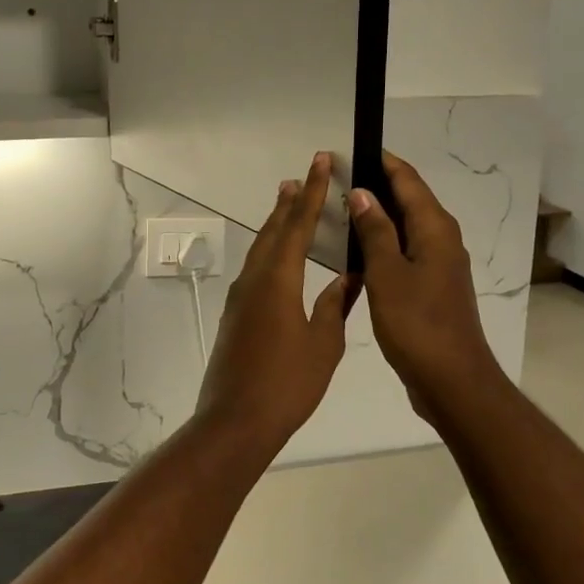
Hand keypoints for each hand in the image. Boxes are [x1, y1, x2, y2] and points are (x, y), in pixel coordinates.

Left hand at [196, 153, 352, 451]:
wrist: (236, 420)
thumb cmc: (287, 384)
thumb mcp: (324, 345)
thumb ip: (334, 306)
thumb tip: (348, 278)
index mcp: (279, 280)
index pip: (298, 225)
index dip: (312, 193)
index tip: (321, 163)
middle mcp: (255, 280)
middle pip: (274, 231)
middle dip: (290, 202)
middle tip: (303, 176)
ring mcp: (240, 298)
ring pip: (261, 250)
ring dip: (276, 225)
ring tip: (289, 204)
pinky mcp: (235, 316)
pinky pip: (255, 270)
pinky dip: (270, 252)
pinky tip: (279, 260)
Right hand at [348, 151, 507, 423]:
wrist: (452, 380)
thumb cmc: (417, 324)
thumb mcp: (388, 275)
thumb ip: (375, 232)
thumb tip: (363, 193)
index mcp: (435, 229)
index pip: (408, 180)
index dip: (381, 161)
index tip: (349, 149)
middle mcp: (442, 240)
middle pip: (409, 200)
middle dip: (376, 186)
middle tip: (336, 180)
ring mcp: (439, 265)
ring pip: (406, 228)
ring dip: (377, 217)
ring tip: (340, 210)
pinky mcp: (432, 288)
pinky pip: (405, 253)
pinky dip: (383, 244)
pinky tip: (357, 253)